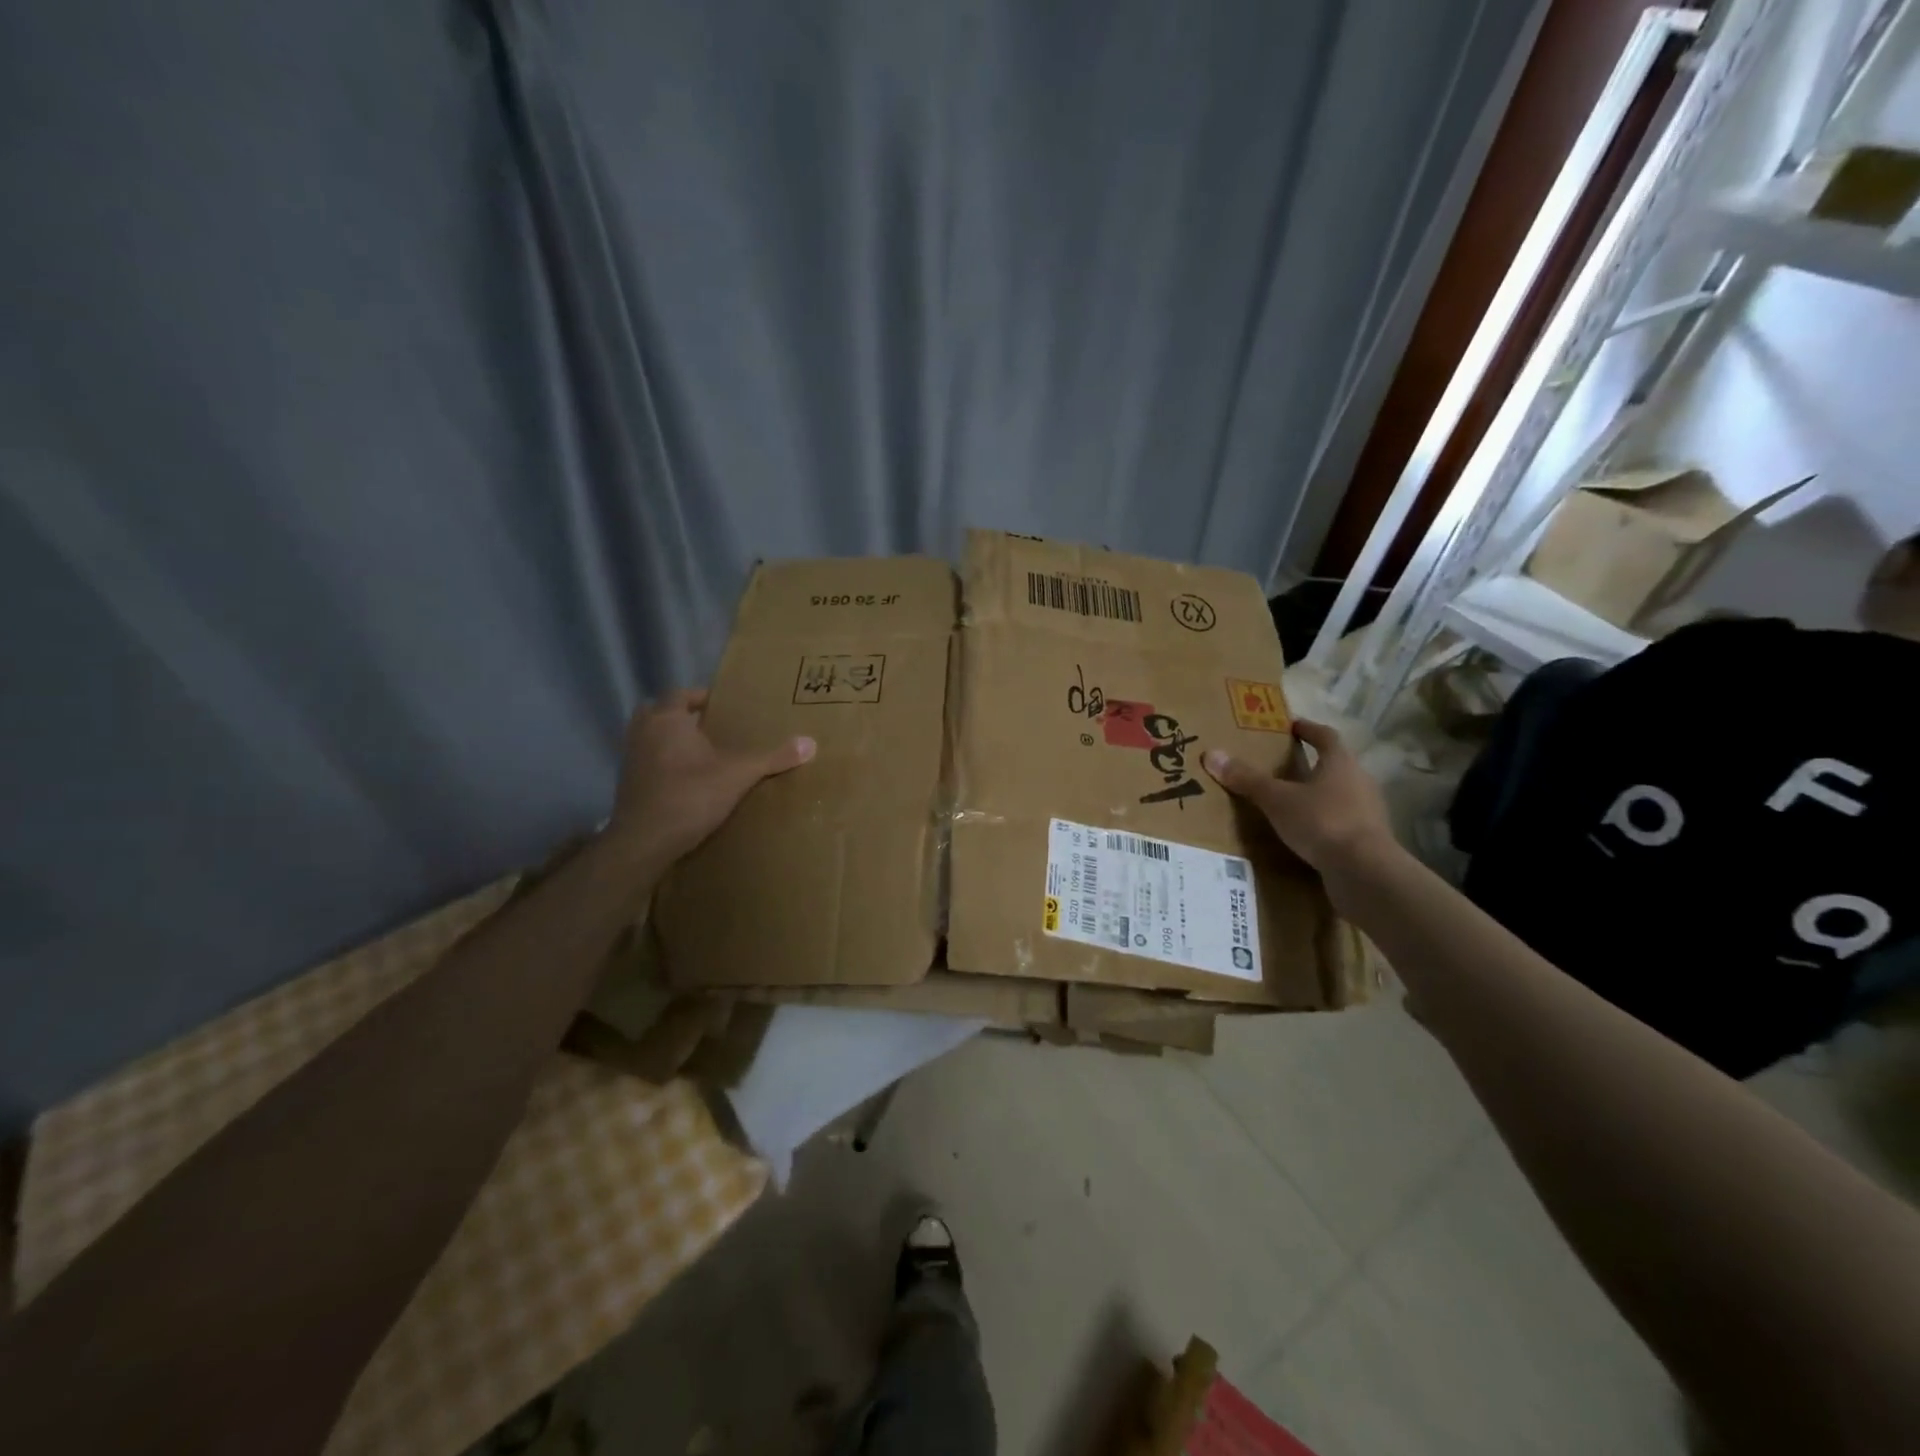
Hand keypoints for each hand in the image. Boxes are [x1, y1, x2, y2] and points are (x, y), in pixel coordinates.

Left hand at [606, 689, 814, 868]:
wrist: (643, 842)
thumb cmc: (690, 796)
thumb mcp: (738, 775)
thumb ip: (772, 758)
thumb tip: (811, 743)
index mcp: (667, 719)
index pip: (680, 694)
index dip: (700, 697)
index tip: (722, 706)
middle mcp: (643, 732)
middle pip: (659, 713)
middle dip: (682, 717)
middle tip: (709, 728)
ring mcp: (630, 759)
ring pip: (650, 738)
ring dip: (670, 741)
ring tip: (700, 754)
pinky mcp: (627, 785)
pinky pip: (647, 763)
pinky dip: (662, 765)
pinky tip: (684, 781)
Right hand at [1202, 719, 1398, 881]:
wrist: (1364, 871)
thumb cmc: (1322, 822)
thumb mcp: (1277, 799)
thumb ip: (1247, 779)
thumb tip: (1212, 754)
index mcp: (1341, 763)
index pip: (1326, 737)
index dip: (1309, 730)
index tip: (1292, 726)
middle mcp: (1359, 781)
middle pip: (1336, 765)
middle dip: (1312, 764)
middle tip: (1284, 766)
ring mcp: (1367, 812)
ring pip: (1340, 795)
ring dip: (1318, 795)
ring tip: (1291, 802)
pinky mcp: (1367, 839)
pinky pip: (1341, 822)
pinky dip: (1323, 822)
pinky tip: (1305, 833)